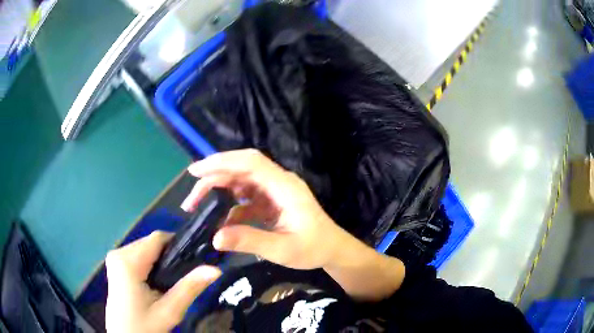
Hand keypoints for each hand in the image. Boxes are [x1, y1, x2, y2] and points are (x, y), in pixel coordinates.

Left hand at [105, 231, 220, 332]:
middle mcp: (118, 253)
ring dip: (161, 261)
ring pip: (146, 249)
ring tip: (172, 282)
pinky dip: (152, 265)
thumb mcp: (169, 311)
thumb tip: (216, 269)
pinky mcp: (116, 264)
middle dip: (169, 256)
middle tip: (185, 277)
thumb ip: (189, 288)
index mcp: (127, 262)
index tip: (196, 259)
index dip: (178, 245)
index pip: (157, 238)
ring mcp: (115, 258)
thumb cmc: (144, 327)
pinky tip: (157, 282)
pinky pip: (139, 256)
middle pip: (151, 243)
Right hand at [181, 149, 347, 269]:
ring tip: (197, 207)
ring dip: (218, 191)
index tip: (196, 171)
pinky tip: (220, 222)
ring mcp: (273, 191)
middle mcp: (277, 182)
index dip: (222, 162)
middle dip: (213, 178)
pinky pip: (245, 198)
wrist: (331, 249)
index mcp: (284, 186)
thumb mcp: (283, 249)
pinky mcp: (270, 201)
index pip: (250, 163)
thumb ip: (250, 241)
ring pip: (239, 182)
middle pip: (240, 169)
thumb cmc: (313, 248)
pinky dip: (229, 206)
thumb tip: (215, 237)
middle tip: (190, 198)